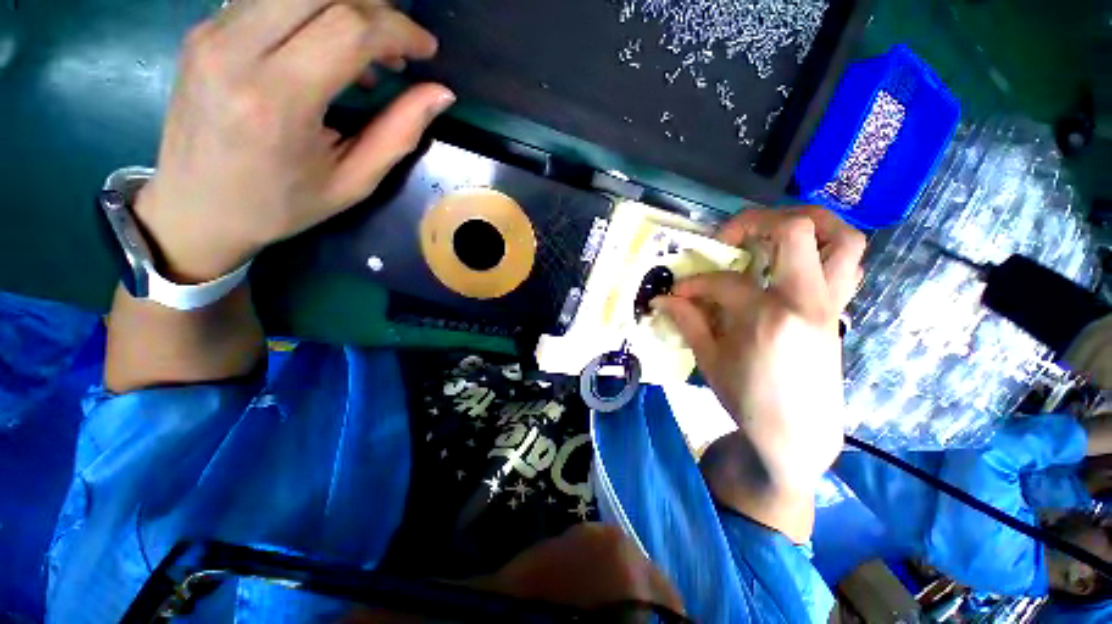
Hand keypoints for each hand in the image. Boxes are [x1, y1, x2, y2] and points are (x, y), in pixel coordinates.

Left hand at [136, 0, 454, 281]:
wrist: (196, 207)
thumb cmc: (281, 204)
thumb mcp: (353, 182)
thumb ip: (399, 133)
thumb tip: (440, 93)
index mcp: (277, 99)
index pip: (348, 28)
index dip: (398, 29)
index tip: (426, 49)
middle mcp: (236, 50)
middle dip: (372, 7)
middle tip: (396, 43)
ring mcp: (212, 32)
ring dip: (344, 8)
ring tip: (368, 51)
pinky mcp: (204, 29)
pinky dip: (312, 12)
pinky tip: (328, 48)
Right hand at [655, 207, 864, 497]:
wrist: (797, 433)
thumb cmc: (748, 400)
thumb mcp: (709, 359)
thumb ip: (688, 320)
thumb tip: (663, 298)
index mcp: (766, 318)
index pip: (724, 281)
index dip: (693, 283)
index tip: (676, 293)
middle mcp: (806, 301)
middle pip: (798, 230)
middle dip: (756, 221)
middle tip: (730, 237)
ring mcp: (829, 304)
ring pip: (843, 238)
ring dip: (807, 223)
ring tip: (772, 233)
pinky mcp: (837, 310)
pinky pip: (847, 265)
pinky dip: (824, 250)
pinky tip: (794, 264)